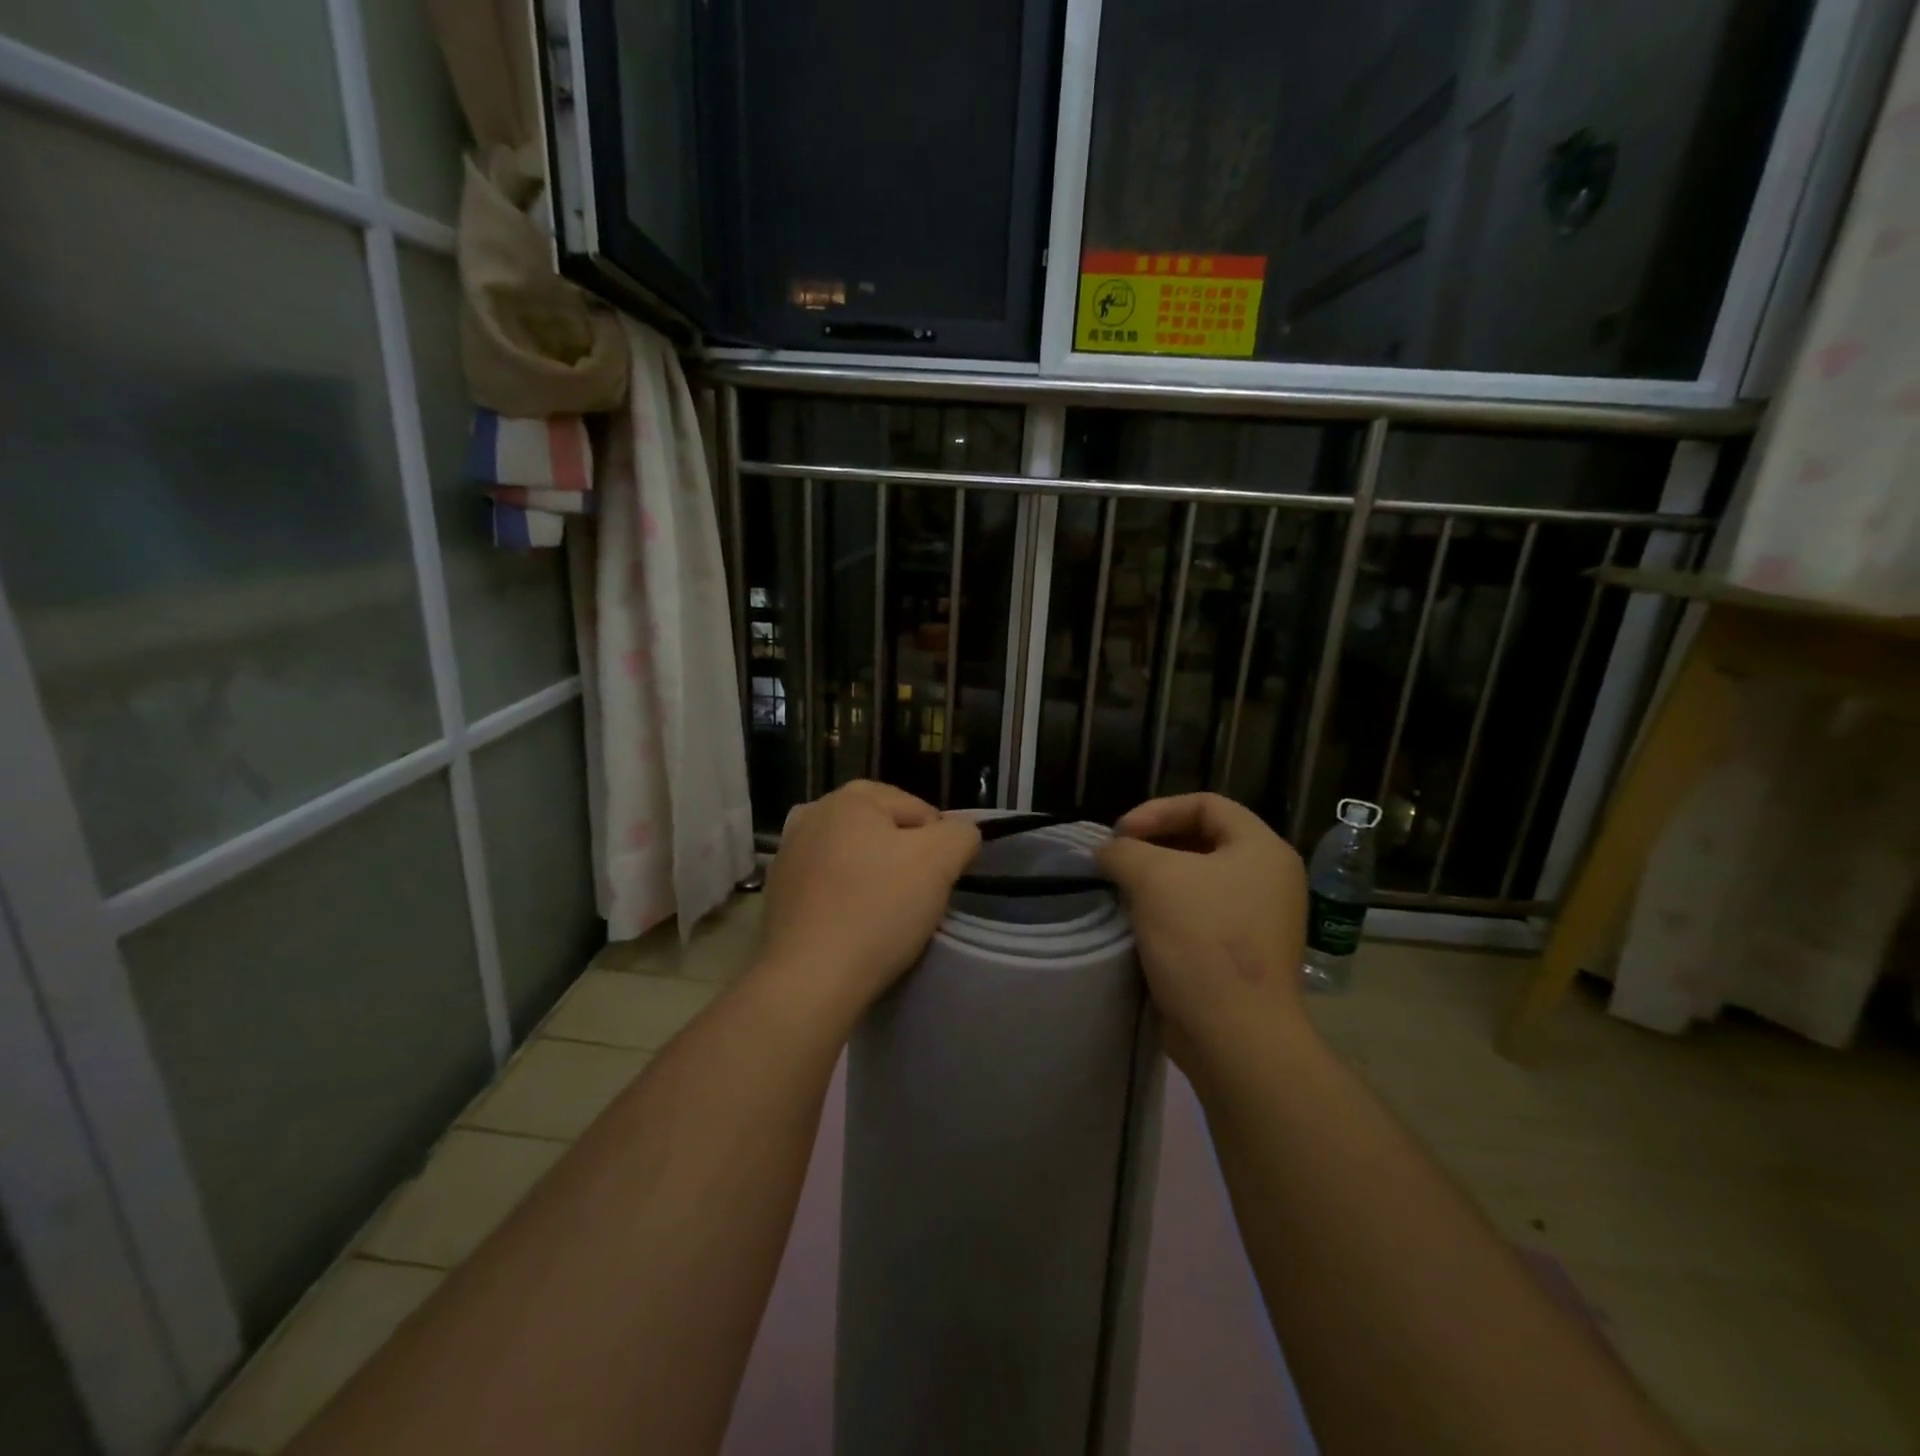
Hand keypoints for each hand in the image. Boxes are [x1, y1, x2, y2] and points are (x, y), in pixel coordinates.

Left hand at [755, 781, 980, 1025]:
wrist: (809, 979)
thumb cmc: (878, 910)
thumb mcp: (939, 862)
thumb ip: (960, 834)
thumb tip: (959, 833)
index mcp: (850, 798)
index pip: (919, 810)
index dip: (939, 845)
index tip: (938, 883)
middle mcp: (812, 814)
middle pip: (882, 831)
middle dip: (904, 858)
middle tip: (916, 899)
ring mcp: (788, 853)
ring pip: (854, 857)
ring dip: (873, 877)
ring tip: (884, 915)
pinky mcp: (777, 892)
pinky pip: (827, 885)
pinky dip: (844, 898)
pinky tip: (852, 927)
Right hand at [1097, 793, 1308, 1074]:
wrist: (1235, 1035)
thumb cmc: (1202, 940)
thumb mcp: (1154, 878)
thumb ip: (1123, 851)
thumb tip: (1108, 852)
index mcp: (1262, 849)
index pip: (1206, 804)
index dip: (1157, 810)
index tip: (1120, 835)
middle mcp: (1269, 878)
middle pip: (1203, 839)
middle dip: (1154, 844)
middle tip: (1117, 860)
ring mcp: (1259, 919)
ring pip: (1199, 880)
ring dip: (1157, 879)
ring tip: (1121, 890)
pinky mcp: (1242, 952)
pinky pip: (1201, 914)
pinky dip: (1168, 910)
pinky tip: (1138, 923)